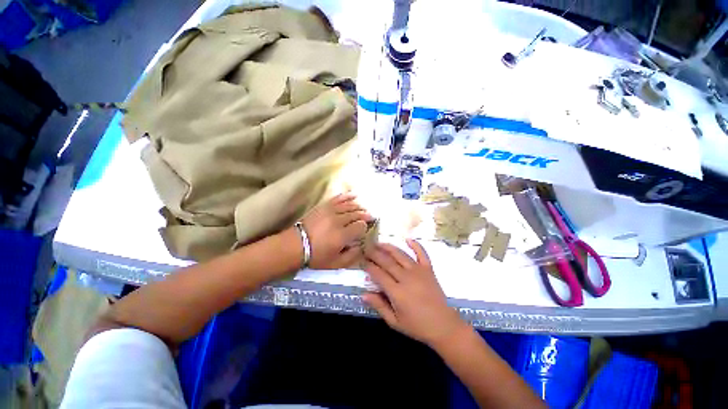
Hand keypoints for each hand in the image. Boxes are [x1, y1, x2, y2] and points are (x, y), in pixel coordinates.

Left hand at [301, 194, 373, 268]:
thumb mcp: (336, 264)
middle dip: (365, 215)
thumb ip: (352, 256)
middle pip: (356, 214)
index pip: (360, 226)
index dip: (365, 227)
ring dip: (359, 206)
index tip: (366, 229)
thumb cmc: (316, 256)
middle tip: (371, 216)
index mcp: (342, 236)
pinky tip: (354, 195)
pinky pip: (338, 198)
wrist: (295, 245)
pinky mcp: (323, 206)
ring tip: (364, 209)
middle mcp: (338, 221)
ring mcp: (330, 211)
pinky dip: (347, 196)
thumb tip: (362, 246)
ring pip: (349, 206)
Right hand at [362, 239, 469, 347]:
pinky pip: (422, 253)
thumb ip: (379, 306)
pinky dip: (415, 245)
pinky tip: (408, 239)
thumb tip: (363, 294)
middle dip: (375, 254)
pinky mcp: (428, 269)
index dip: (369, 266)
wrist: (444, 326)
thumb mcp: (395, 322)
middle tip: (367, 248)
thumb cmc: (417, 326)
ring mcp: (418, 271)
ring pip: (400, 255)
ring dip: (389, 247)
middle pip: (387, 261)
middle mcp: (406, 277)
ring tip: (379, 242)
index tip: (362, 261)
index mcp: (397, 292)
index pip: (378, 274)